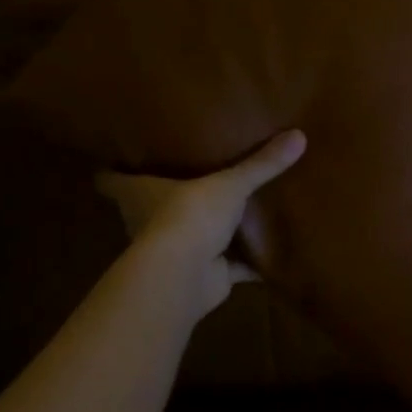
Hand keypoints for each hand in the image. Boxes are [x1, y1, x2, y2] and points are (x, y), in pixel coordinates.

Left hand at [96, 131, 305, 315]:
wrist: (186, 276)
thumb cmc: (190, 215)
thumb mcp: (229, 182)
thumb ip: (261, 163)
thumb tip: (299, 135)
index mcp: (141, 194)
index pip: (112, 179)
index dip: (113, 169)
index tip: (121, 155)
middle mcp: (150, 222)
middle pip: (150, 208)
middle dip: (165, 197)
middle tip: (188, 174)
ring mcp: (175, 252)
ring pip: (190, 238)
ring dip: (206, 231)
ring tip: (229, 210)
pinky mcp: (203, 276)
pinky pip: (228, 267)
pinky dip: (245, 264)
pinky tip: (268, 254)